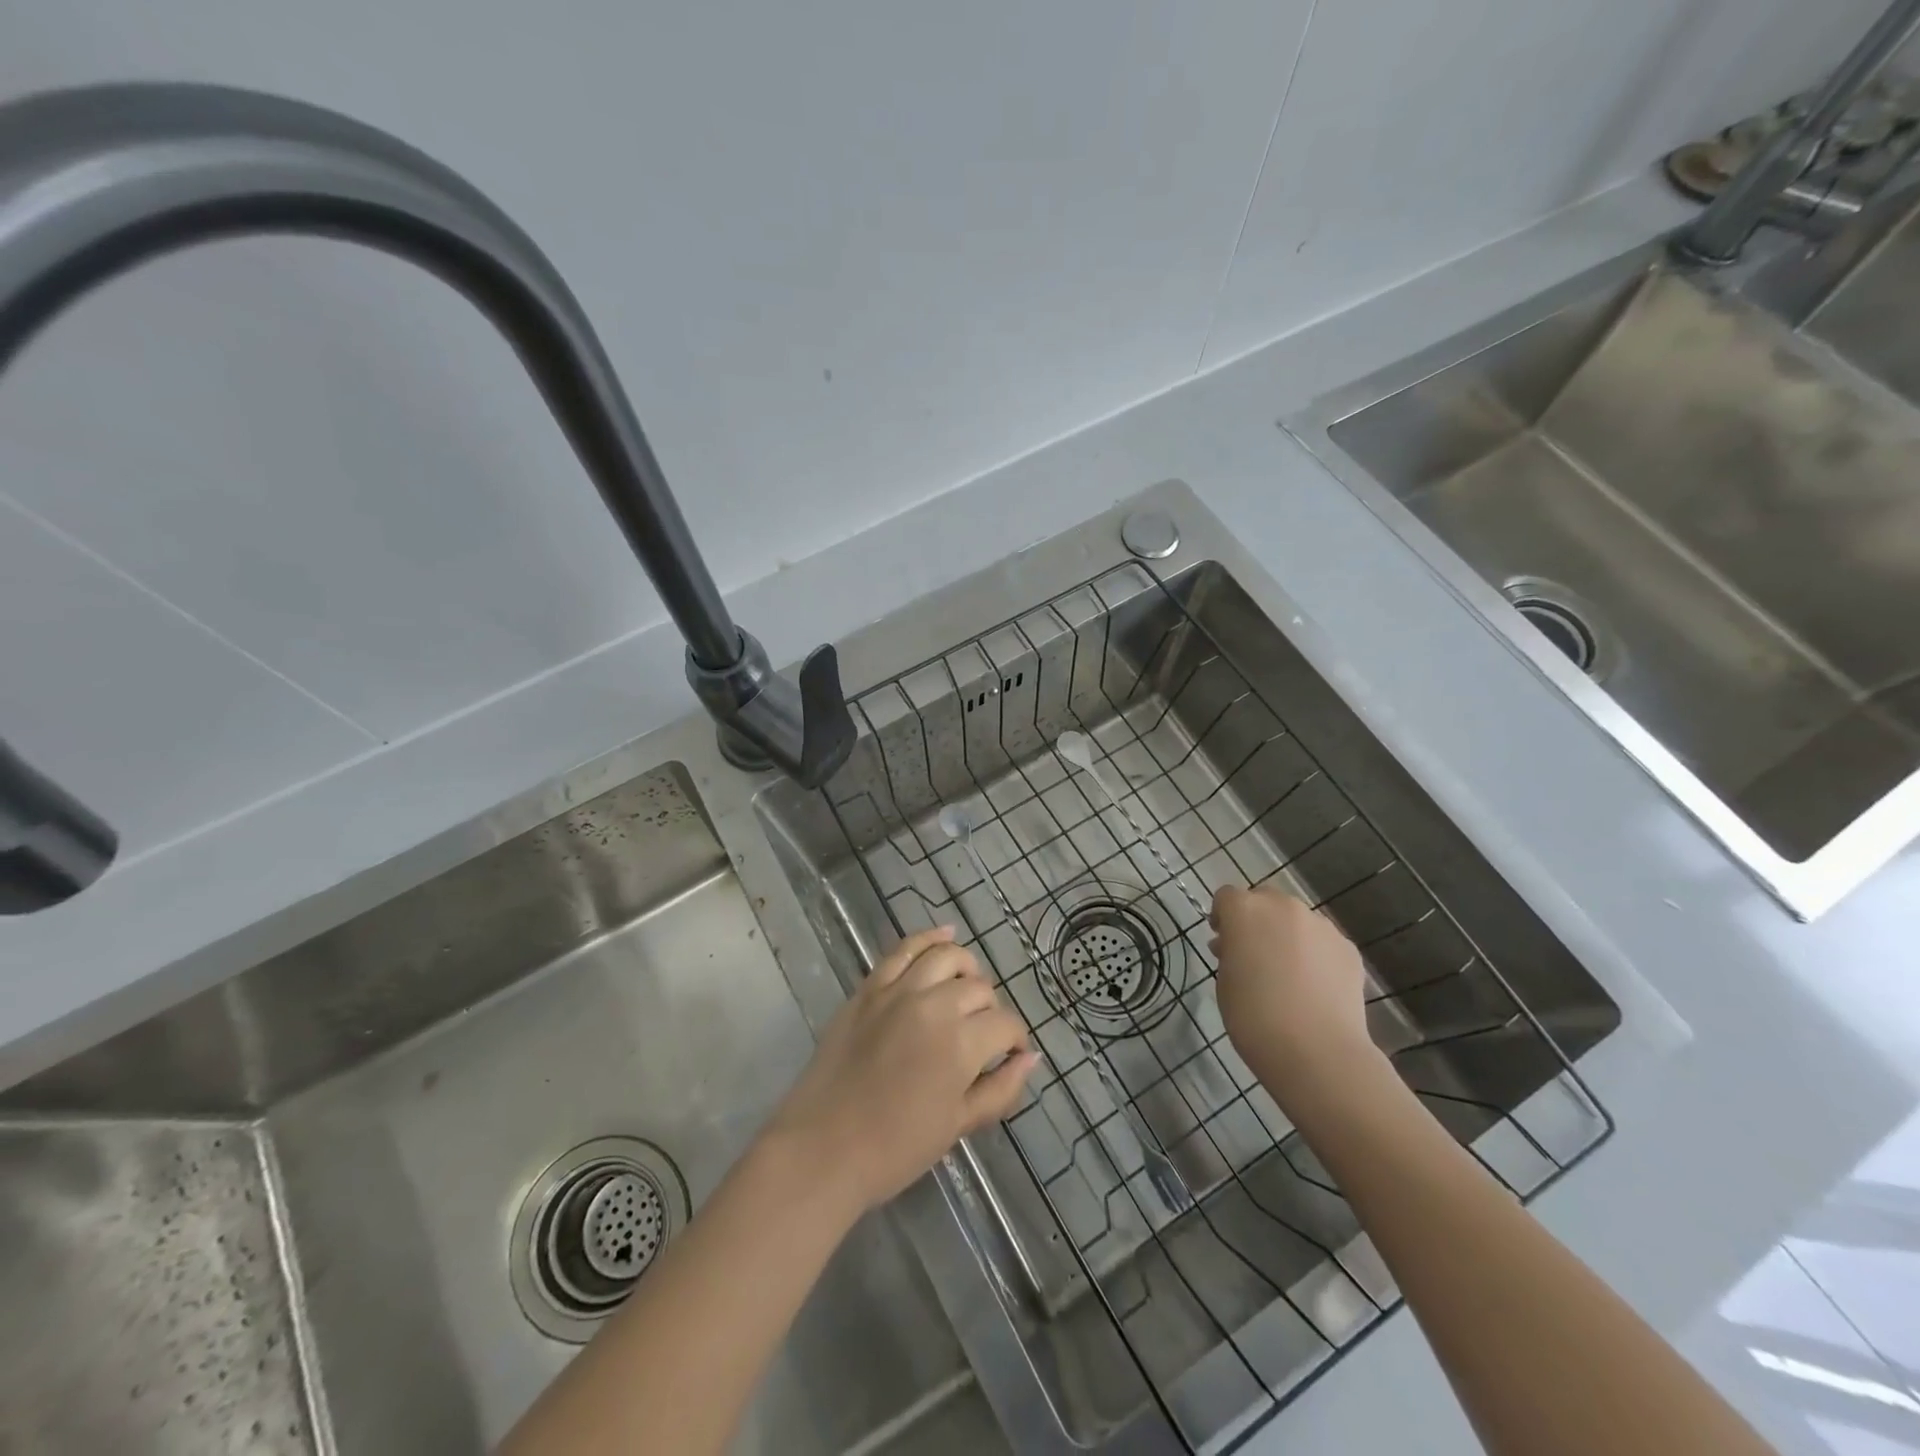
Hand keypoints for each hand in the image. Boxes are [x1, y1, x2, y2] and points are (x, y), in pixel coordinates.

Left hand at [766, 926, 1037, 1216]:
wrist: (822, 1149)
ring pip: (947, 956)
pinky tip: (945, 934)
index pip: (1005, 1024)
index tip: (1010, 1055)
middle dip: (990, 1011)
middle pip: (980, 989)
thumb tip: (1030, 1058)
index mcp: (961, 1044)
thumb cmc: (895, 1148)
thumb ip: (1001, 1089)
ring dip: (966, 969)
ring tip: (966, 987)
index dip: (1015, 1040)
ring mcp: (898, 990)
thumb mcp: (958, 1126)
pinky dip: (929, 938)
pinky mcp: (870, 987)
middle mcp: (934, 1005)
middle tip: (981, 1036)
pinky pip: (904, 949)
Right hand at [1210, 885, 1376, 1100]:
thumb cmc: (1253, 1016)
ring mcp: (1320, 925)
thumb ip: (1230, 953)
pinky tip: (1314, 986)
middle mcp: (1283, 906)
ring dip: (1287, 935)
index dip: (1222, 917)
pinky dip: (1315, 954)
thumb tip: (1238, 947)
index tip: (1222, 943)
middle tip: (1254, 955)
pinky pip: (1323, 942)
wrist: (1316, 1050)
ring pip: (1297, 919)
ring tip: (1288, 974)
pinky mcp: (1348, 948)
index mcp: (1244, 910)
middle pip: (1265, 900)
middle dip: (1257, 920)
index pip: (1226, 897)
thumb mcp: (1225, 980)